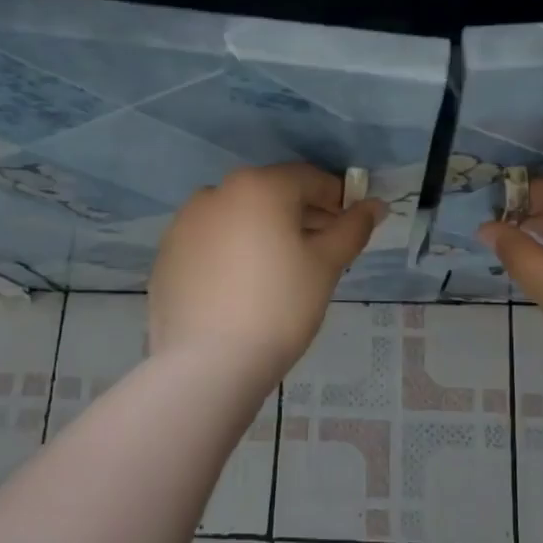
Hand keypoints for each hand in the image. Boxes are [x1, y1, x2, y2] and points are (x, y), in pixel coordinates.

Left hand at [150, 163, 384, 385]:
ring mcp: (185, 222)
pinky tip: (242, 287)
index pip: (309, 179)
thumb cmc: (280, 306)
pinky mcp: (167, 254)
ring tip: (281, 273)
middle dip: (301, 217)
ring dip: (265, 232)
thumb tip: (375, 205)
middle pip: (272, 195)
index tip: (349, 229)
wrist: (208, 363)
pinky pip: (212, 242)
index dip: (336, 200)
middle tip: (321, 253)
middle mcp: (217, 192)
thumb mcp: (326, 265)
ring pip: (239, 217)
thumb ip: (352, 228)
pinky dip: (232, 252)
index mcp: (259, 186)